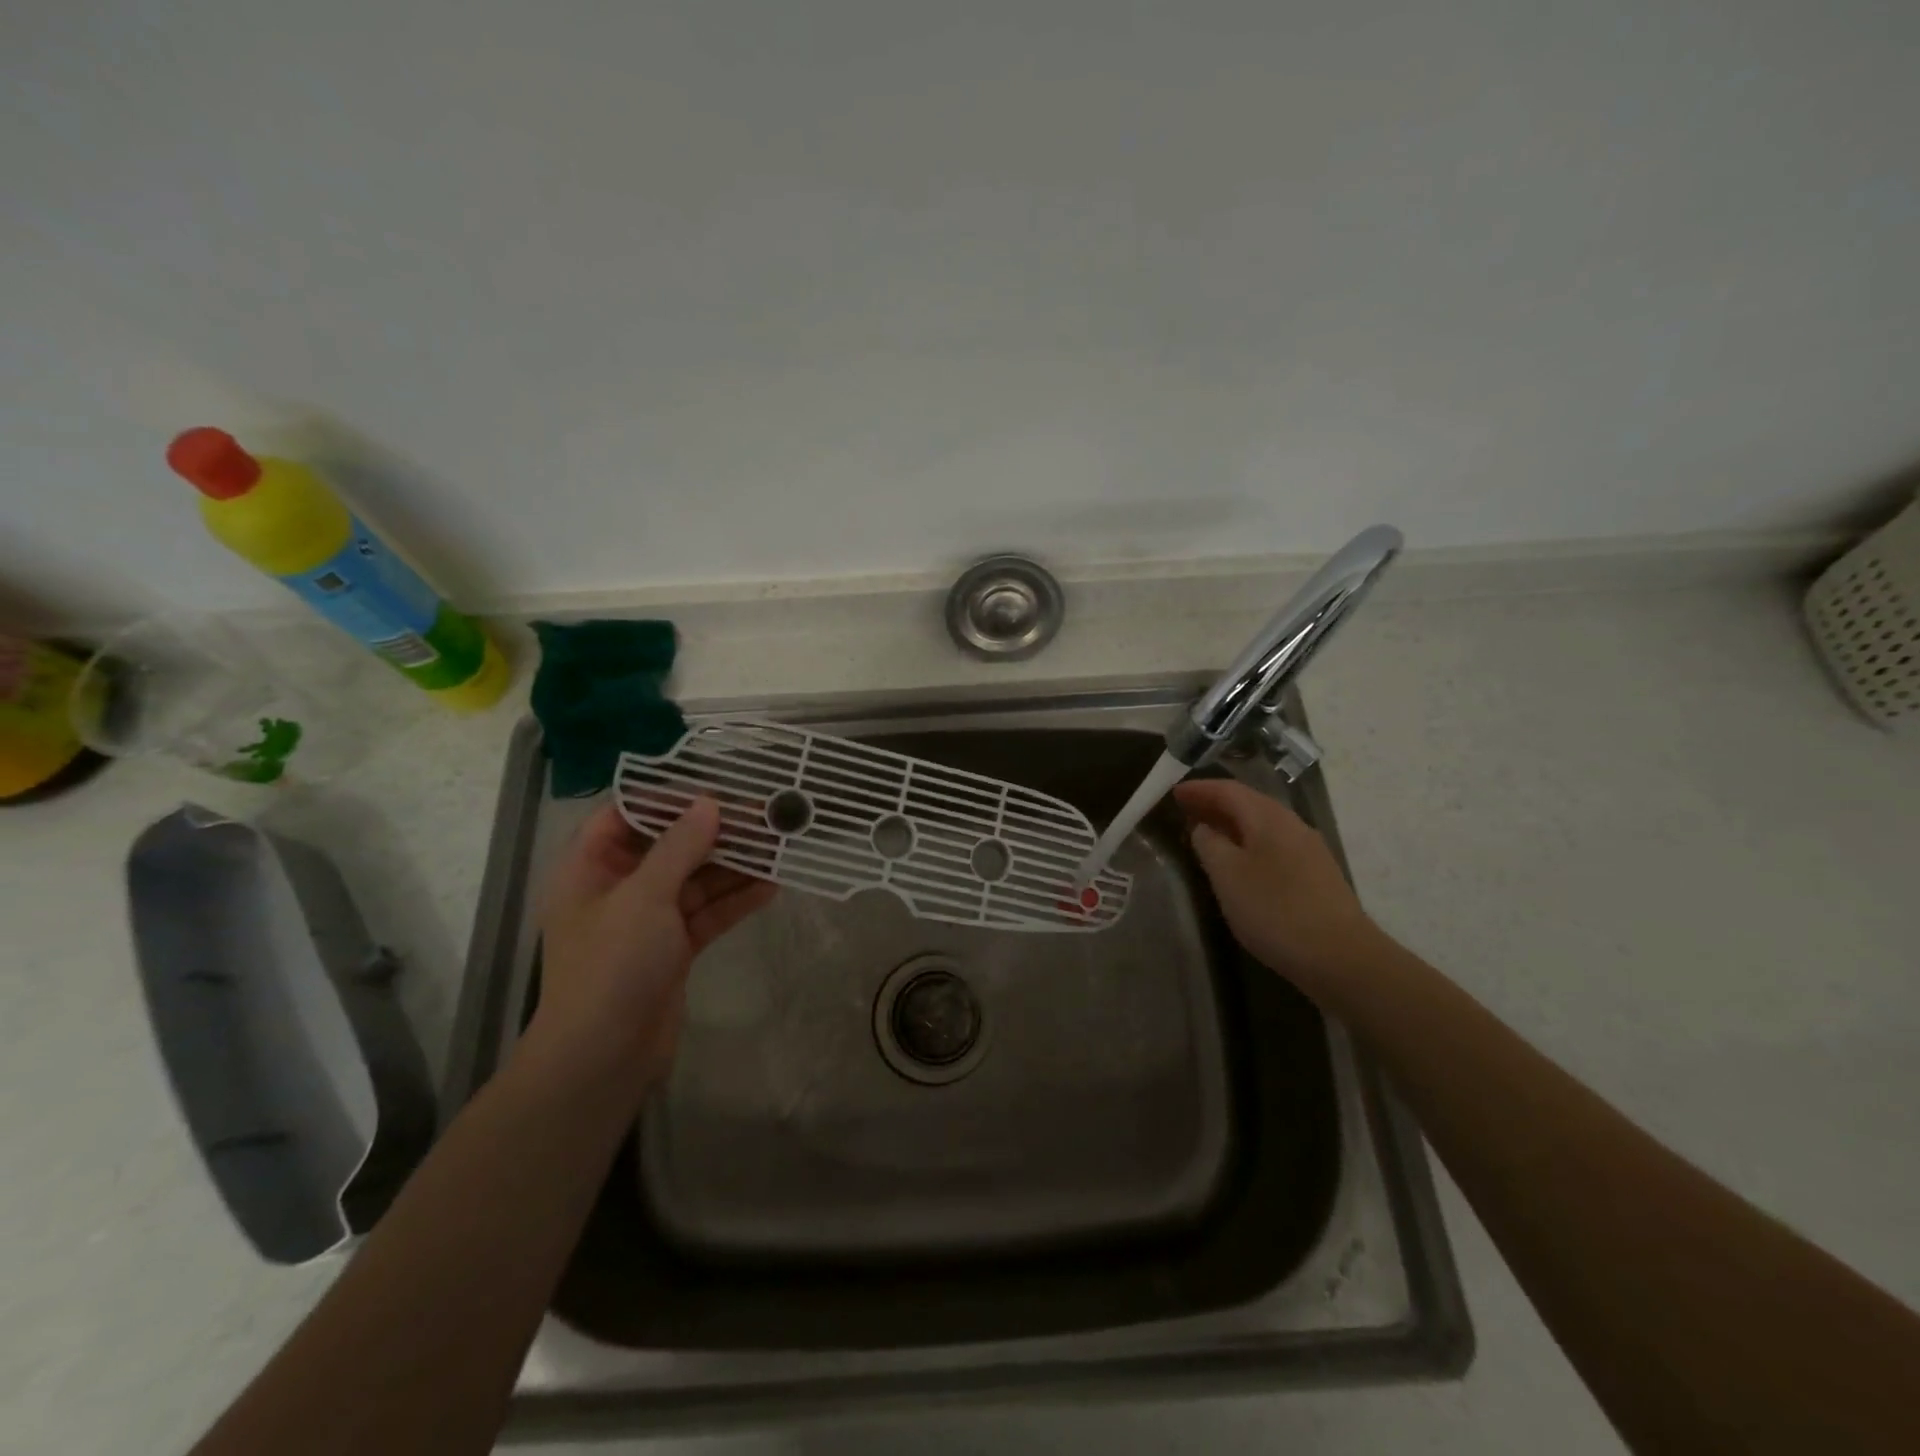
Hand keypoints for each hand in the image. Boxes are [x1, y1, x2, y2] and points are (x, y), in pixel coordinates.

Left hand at [526, 798, 775, 1105]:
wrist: (603, 1057)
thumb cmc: (612, 965)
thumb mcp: (644, 896)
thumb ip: (679, 846)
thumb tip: (710, 803)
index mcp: (590, 868)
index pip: (625, 815)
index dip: (667, 799)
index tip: (714, 791)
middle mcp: (619, 888)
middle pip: (670, 847)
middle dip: (716, 833)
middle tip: (763, 818)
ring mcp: (648, 920)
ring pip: (696, 880)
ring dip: (734, 866)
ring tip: (778, 847)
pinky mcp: (673, 948)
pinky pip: (708, 913)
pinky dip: (736, 900)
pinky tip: (772, 885)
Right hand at [1174, 778, 1384, 996]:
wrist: (1341, 957)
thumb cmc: (1275, 910)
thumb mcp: (1227, 875)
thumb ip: (1209, 844)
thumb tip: (1203, 827)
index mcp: (1269, 817)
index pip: (1228, 790)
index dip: (1199, 789)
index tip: (1173, 793)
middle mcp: (1292, 824)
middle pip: (1248, 803)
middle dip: (1215, 804)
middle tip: (1185, 811)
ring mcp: (1309, 849)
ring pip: (1263, 825)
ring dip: (1232, 825)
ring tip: (1206, 836)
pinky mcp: (1316, 875)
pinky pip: (1274, 845)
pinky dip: (1249, 844)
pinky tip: (1239, 864)